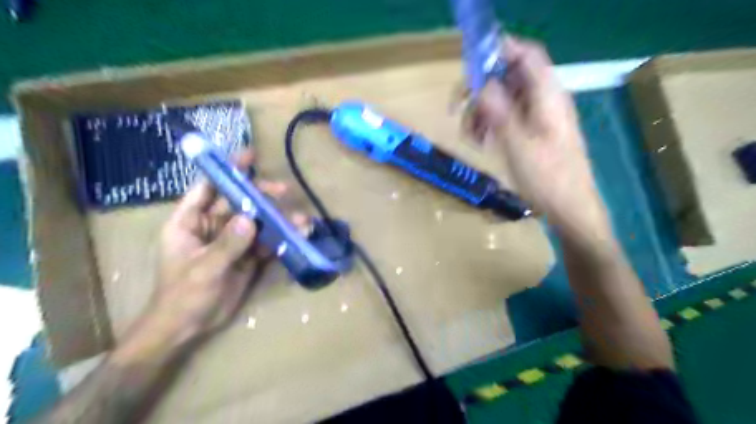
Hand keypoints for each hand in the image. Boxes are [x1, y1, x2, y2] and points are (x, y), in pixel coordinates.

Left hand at [120, 150, 290, 355]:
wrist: (188, 328)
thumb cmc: (183, 296)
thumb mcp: (203, 270)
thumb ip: (227, 245)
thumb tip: (251, 219)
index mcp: (190, 222)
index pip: (208, 188)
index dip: (226, 171)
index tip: (248, 156)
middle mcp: (212, 227)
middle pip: (239, 202)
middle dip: (261, 195)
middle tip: (283, 191)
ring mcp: (232, 241)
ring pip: (257, 222)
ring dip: (277, 219)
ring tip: (300, 220)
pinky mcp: (247, 256)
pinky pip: (265, 243)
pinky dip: (281, 239)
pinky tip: (298, 236)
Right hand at [471, 37, 605, 234]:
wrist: (569, 209)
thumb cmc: (547, 178)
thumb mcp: (518, 145)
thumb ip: (499, 112)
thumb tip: (481, 84)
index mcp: (547, 96)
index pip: (526, 55)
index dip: (499, 52)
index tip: (470, 66)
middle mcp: (544, 100)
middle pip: (509, 77)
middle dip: (480, 91)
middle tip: (458, 109)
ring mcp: (538, 117)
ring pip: (504, 100)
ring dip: (482, 112)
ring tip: (470, 136)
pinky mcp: (533, 133)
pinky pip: (507, 118)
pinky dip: (491, 125)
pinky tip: (482, 143)